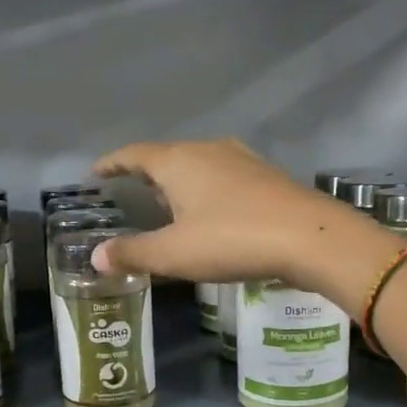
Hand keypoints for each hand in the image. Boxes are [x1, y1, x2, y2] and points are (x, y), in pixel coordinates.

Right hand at [93, 138, 406, 303]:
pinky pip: (221, 176)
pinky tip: (210, 211)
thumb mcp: (175, 253)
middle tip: (130, 194)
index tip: (95, 173)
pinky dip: (204, 190)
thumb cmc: (232, 240)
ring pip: (197, 165)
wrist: (311, 238)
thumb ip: (133, 253)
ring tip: (167, 204)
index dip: (112, 163)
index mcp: (179, 162)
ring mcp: (241, 159)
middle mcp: (208, 150)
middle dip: (145, 174)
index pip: (134, 154)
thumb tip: (96, 256)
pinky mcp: (265, 175)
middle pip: (166, 156)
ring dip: (177, 182)